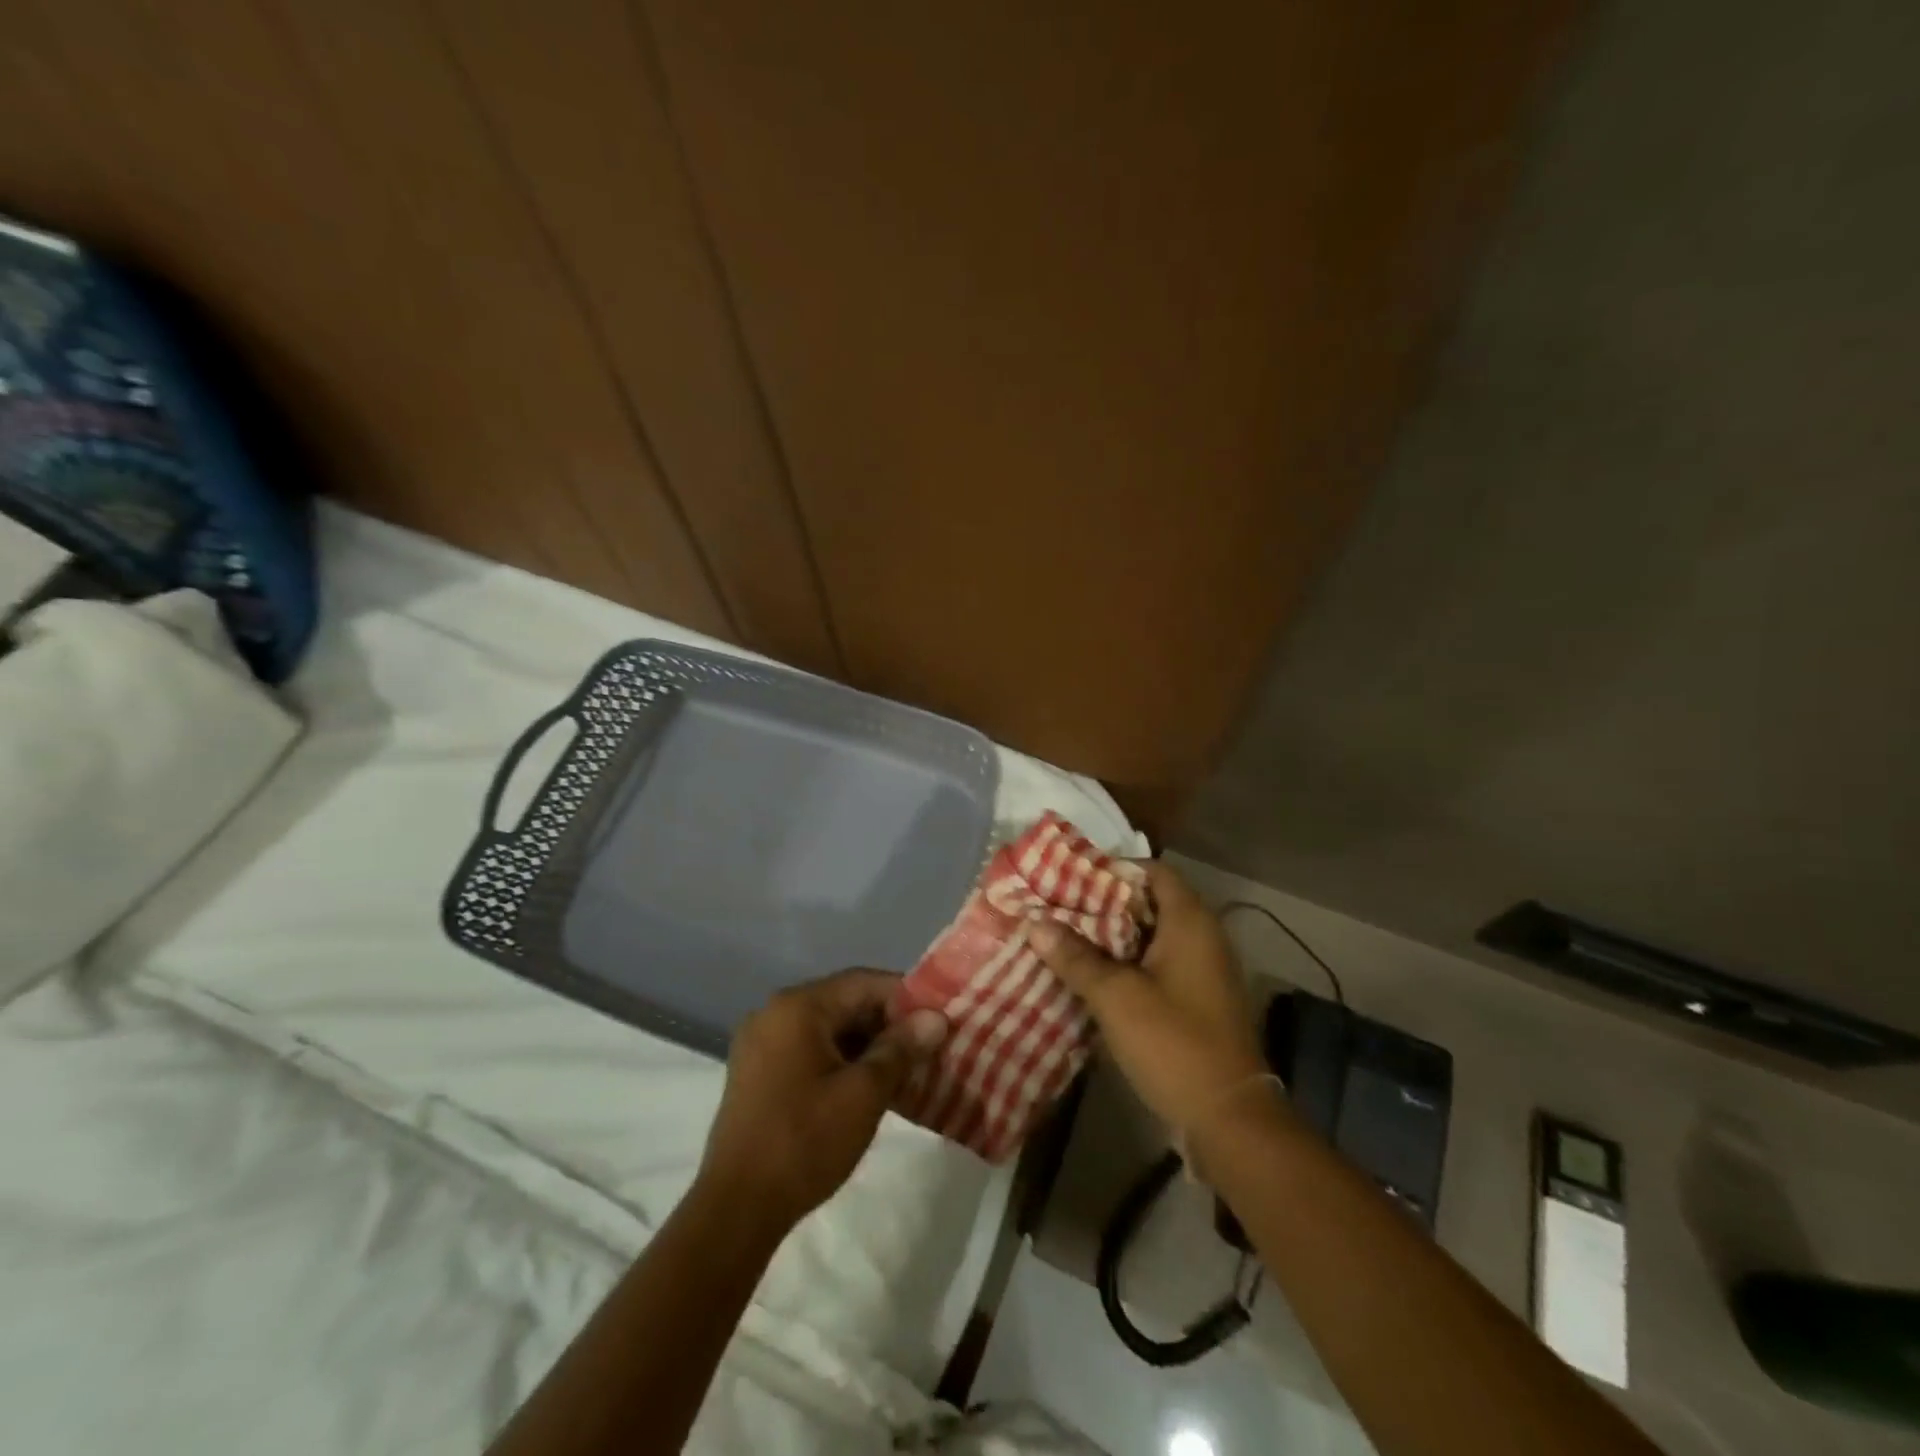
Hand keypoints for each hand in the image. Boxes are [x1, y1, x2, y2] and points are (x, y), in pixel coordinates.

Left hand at [698, 970, 948, 1231]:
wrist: (736, 1209)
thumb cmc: (805, 1141)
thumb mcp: (864, 1093)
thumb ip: (901, 1048)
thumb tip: (935, 1018)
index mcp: (798, 1006)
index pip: (864, 982)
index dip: (906, 998)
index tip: (939, 1021)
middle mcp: (774, 1012)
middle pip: (844, 1002)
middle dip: (887, 1023)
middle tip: (926, 1048)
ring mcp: (761, 1043)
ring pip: (827, 1028)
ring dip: (866, 1044)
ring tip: (904, 1070)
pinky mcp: (756, 1072)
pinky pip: (808, 1049)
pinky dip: (840, 1060)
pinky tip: (866, 1086)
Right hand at [1032, 861, 1267, 1133]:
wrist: (1229, 1119)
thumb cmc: (1174, 1044)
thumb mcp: (1116, 997)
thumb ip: (1075, 957)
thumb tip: (1035, 923)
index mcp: (1190, 923)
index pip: (1153, 872)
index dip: (1114, 869)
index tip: (1071, 876)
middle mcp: (1202, 938)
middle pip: (1149, 903)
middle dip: (1103, 904)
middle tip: (1058, 907)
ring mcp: (1201, 972)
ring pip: (1150, 938)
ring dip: (1111, 937)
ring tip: (1064, 938)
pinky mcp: (1196, 1001)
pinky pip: (1156, 967)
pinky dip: (1126, 965)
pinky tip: (1090, 977)